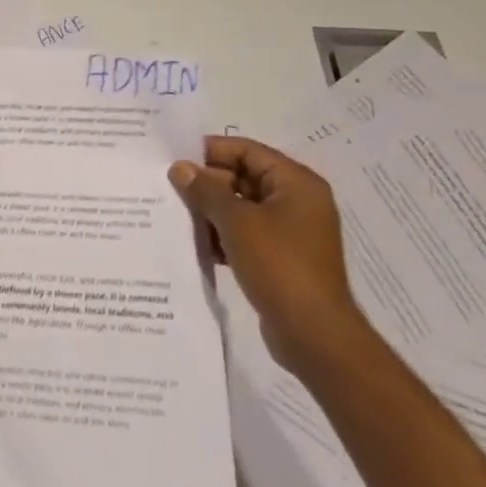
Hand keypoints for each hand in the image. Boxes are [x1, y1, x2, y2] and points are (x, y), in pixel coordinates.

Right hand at [168, 136, 367, 374]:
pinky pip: (247, 234)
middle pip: (244, 177)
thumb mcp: (236, 222)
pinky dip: (224, 235)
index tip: (176, 159)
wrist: (315, 335)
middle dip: (208, 184)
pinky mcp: (283, 258)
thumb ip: (205, 190)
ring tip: (179, 217)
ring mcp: (291, 231)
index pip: (247, 150)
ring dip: (212, 211)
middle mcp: (298, 201)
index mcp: (296, 183)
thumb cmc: (279, 266)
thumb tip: (180, 167)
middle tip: (171, 191)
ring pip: (242, 207)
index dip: (211, 152)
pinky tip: (198, 245)